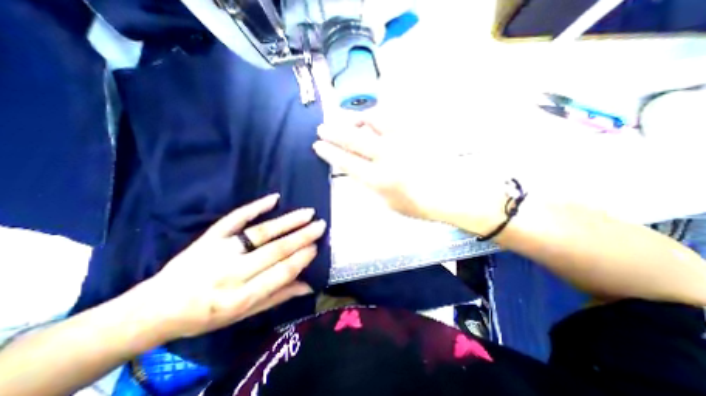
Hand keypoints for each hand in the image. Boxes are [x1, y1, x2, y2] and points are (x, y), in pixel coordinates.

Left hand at [141, 193, 328, 338]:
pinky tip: (274, 198)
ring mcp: (218, 251)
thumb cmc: (205, 316)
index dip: (302, 259)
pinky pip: (234, 219)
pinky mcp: (209, 237)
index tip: (317, 247)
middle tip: (320, 225)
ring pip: (260, 233)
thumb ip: (277, 297)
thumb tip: (308, 285)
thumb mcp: (243, 315)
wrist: (156, 308)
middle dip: (302, 237)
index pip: (280, 273)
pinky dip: (255, 207)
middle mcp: (231, 274)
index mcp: (240, 298)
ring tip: (307, 213)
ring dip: (287, 222)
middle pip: (275, 250)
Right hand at [313, 119, 508, 232]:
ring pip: (372, 121)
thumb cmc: (417, 205)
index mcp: (378, 179)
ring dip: (356, 119)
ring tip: (350, 121)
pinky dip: (379, 116)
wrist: (450, 193)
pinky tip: (374, 118)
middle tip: (322, 128)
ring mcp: (401, 141)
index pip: (346, 161)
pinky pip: (393, 117)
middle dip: (333, 133)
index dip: (329, 153)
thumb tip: (358, 169)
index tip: (318, 146)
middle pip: (353, 139)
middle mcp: (386, 157)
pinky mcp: (414, 133)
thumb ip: (370, 184)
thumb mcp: (387, 202)